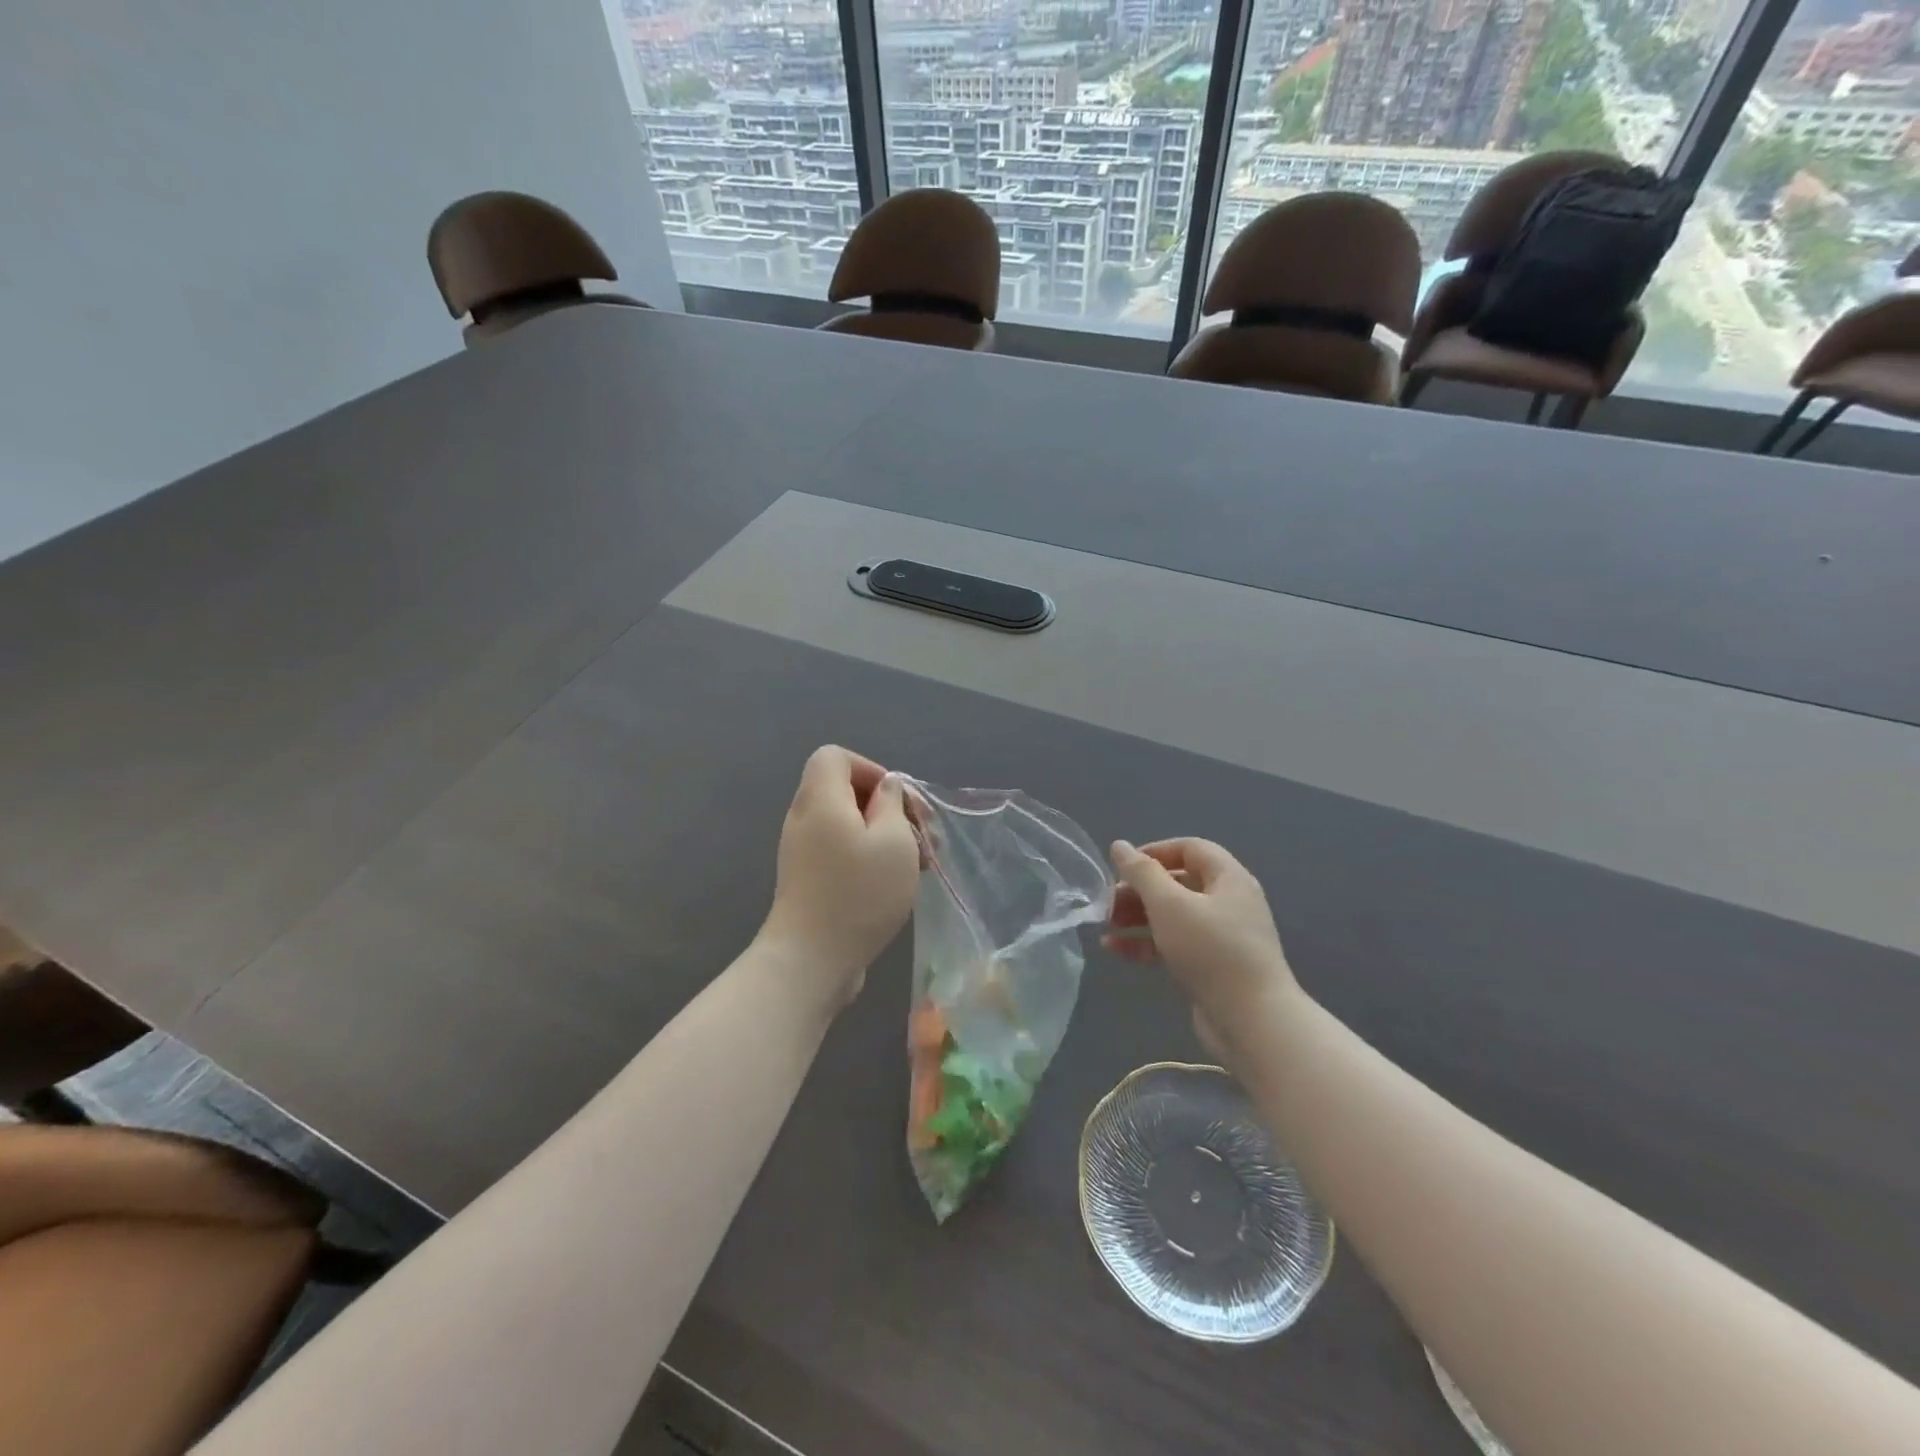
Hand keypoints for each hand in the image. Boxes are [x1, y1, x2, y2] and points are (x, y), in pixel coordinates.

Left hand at [758, 746, 920, 1004]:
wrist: (811, 961)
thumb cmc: (858, 893)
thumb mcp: (893, 840)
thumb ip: (893, 803)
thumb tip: (886, 789)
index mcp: (821, 799)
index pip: (835, 757)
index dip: (871, 769)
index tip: (898, 801)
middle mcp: (805, 819)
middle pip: (845, 791)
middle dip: (888, 807)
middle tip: (922, 836)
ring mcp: (803, 852)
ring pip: (848, 824)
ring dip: (886, 836)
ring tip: (921, 864)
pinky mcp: (808, 880)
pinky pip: (841, 851)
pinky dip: (869, 857)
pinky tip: (897, 883)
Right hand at [1103, 839, 1299, 1062]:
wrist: (1252, 1022)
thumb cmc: (1211, 951)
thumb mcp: (1170, 905)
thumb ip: (1142, 873)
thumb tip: (1120, 846)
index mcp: (1228, 878)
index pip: (1190, 848)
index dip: (1155, 851)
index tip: (1123, 866)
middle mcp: (1228, 902)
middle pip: (1178, 883)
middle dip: (1140, 889)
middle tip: (1108, 901)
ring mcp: (1222, 937)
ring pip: (1173, 915)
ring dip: (1137, 917)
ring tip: (1106, 924)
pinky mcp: (1212, 966)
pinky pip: (1174, 944)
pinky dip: (1146, 943)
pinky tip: (1115, 950)